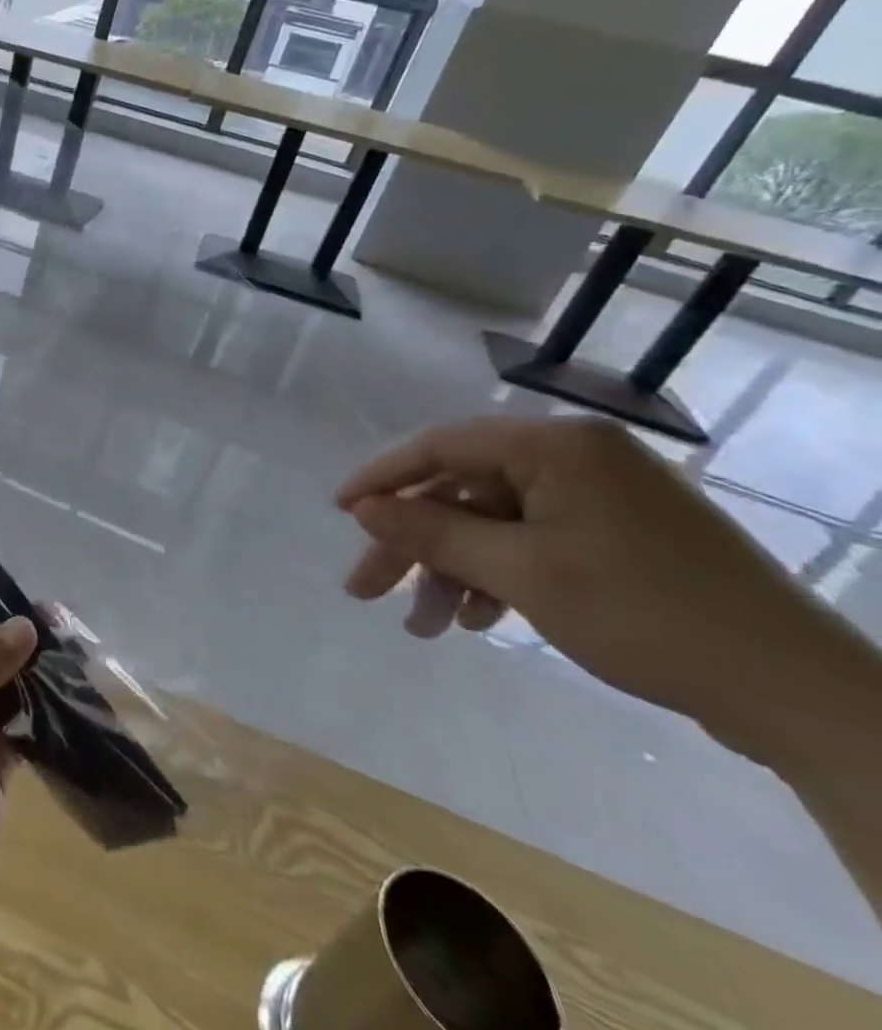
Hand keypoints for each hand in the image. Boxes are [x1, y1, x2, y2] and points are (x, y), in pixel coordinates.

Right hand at [334, 416, 838, 748]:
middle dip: (414, 545)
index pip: (441, 446)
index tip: (340, 511)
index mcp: (556, 445)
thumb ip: (433, 534)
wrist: (800, 694)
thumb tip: (365, 510)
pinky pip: (531, 543)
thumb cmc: (645, 613)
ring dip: (453, 572)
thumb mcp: (521, 572)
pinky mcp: (618, 537)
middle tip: (366, 590)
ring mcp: (600, 498)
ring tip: (429, 628)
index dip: (383, 478)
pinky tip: (481, 620)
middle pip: (463, 492)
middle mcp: (575, 458)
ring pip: (492, 524)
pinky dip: (498, 579)